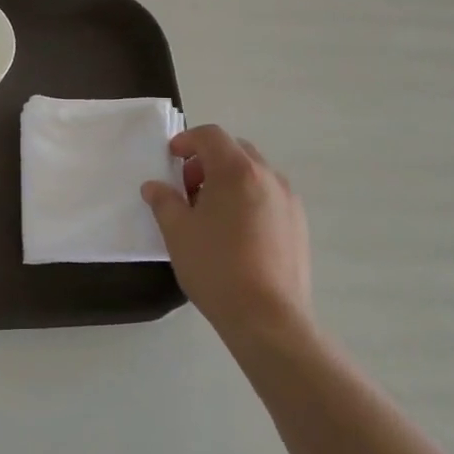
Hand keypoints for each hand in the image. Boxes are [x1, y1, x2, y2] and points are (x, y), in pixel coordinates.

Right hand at [142, 126, 311, 342]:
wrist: (268, 318)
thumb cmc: (216, 267)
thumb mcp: (177, 232)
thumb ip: (163, 201)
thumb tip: (154, 186)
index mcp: (237, 171)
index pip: (211, 136)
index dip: (186, 141)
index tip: (171, 159)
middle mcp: (268, 177)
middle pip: (235, 150)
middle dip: (208, 160)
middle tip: (188, 188)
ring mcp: (289, 201)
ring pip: (255, 174)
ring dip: (229, 180)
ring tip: (211, 214)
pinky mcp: (299, 225)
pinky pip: (269, 197)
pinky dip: (249, 199)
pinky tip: (235, 234)